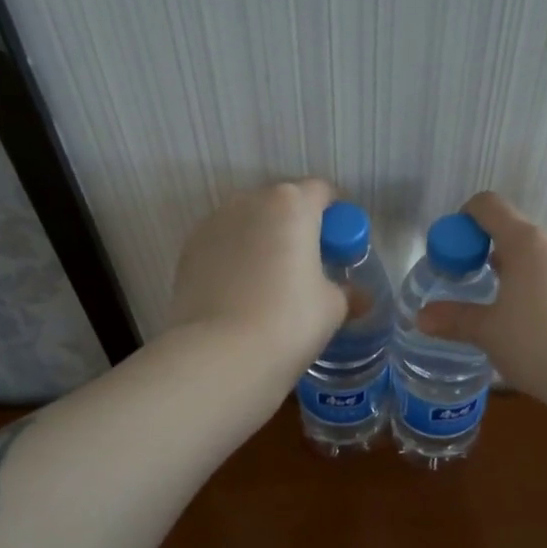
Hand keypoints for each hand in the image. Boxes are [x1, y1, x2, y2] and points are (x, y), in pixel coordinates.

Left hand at [167, 180, 347, 372]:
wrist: (220, 355)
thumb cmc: (289, 321)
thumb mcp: (333, 307)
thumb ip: (346, 292)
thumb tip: (358, 296)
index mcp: (292, 204)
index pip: (323, 192)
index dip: (336, 217)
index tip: (340, 247)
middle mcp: (249, 202)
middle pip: (283, 204)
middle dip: (298, 228)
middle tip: (309, 268)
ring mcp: (213, 224)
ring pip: (249, 223)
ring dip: (264, 241)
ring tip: (271, 284)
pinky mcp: (189, 250)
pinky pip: (224, 245)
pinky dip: (236, 259)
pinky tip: (242, 294)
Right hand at [418, 192, 546, 395]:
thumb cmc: (537, 345)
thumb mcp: (488, 333)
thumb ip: (455, 319)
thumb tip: (421, 317)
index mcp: (527, 244)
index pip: (490, 207)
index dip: (468, 219)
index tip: (459, 248)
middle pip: (522, 239)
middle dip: (500, 262)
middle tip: (488, 297)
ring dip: (532, 282)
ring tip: (524, 324)